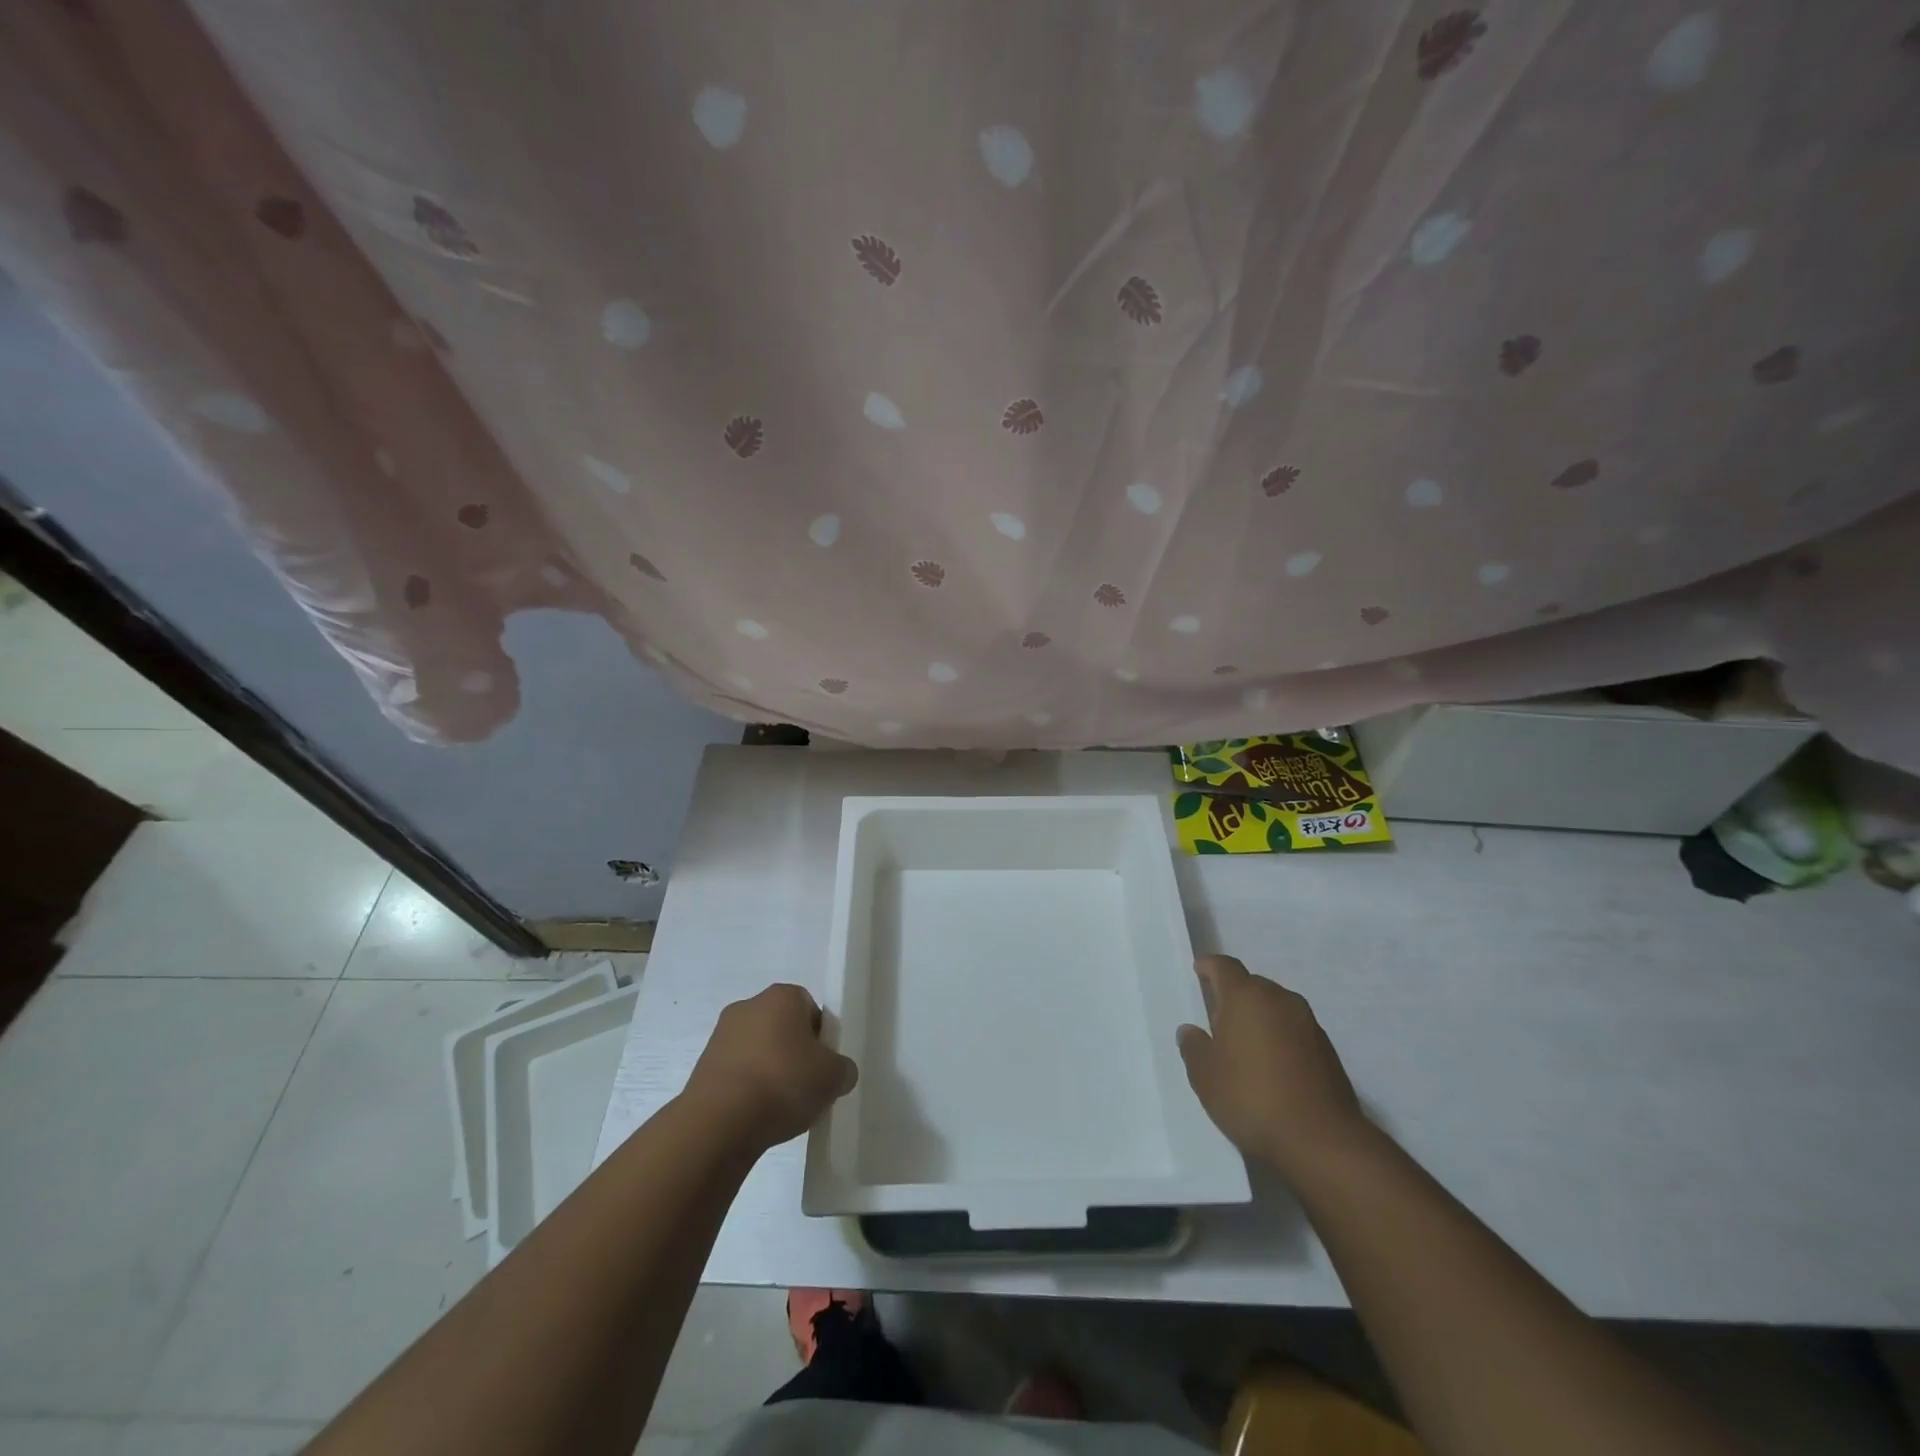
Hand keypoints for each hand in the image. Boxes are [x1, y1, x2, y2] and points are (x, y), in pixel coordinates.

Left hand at [684, 984, 857, 1151]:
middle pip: (782, 1028)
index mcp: (782, 996)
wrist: (719, 1123)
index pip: (810, 1009)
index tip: (823, 1066)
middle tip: (805, 1087)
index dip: (820, 1038)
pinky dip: (747, 1090)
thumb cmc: (783, 1083)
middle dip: (794, 1054)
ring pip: (758, 1051)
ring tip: (779, 1108)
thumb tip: (838, 1072)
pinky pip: (737, 1074)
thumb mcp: (833, 1077)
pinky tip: (755, 1116)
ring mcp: (720, 1036)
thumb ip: (842, 1069)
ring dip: (769, 1072)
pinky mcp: (702, 1068)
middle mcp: (748, 1006)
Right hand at [1177, 955, 1367, 1174]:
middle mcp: (1280, 1000)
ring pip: (1276, 1008)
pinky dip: (1281, 1038)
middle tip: (1218, 1020)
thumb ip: (1193, 1047)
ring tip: (1246, 1047)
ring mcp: (1308, 1024)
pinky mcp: (1328, 1050)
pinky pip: (1295, 1030)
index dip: (1209, 966)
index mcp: (1246, 996)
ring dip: (1260, 1018)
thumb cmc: (1251, 1097)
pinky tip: (1273, 1068)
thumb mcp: (1205, 1076)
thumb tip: (1191, 1031)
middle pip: (1252, 985)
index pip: (1224, 966)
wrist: (1321, 1140)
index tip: (1199, 972)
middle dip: (1235, 996)